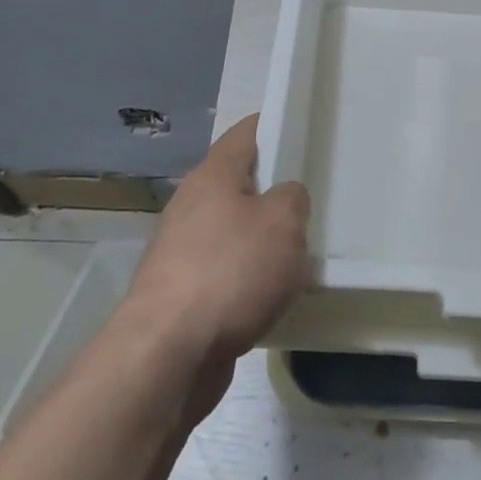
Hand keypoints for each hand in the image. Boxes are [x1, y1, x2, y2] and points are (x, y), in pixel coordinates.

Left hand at [121, 115, 309, 396]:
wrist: (167, 353)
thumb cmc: (230, 272)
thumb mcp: (283, 223)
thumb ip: (293, 197)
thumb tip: (284, 198)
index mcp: (213, 175)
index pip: (247, 131)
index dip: (277, 126)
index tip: (306, 133)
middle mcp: (191, 203)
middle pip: (240, 182)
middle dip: (274, 189)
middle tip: (313, 199)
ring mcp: (181, 248)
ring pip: (233, 229)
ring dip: (262, 238)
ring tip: (300, 251)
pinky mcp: (181, 290)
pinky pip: (225, 269)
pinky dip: (248, 276)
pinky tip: (273, 293)